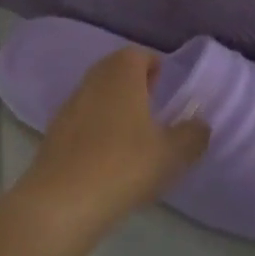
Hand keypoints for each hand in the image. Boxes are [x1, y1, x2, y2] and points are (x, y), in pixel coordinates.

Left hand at [18, 47, 210, 227]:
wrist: (63, 201)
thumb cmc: (124, 166)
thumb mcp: (172, 154)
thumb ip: (192, 135)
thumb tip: (200, 124)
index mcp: (120, 76)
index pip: (136, 55)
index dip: (152, 65)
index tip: (165, 84)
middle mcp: (91, 82)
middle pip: (112, 70)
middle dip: (133, 82)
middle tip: (152, 104)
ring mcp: (69, 107)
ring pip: (95, 94)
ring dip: (113, 105)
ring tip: (134, 133)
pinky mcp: (54, 134)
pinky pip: (81, 119)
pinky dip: (96, 127)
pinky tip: (108, 155)